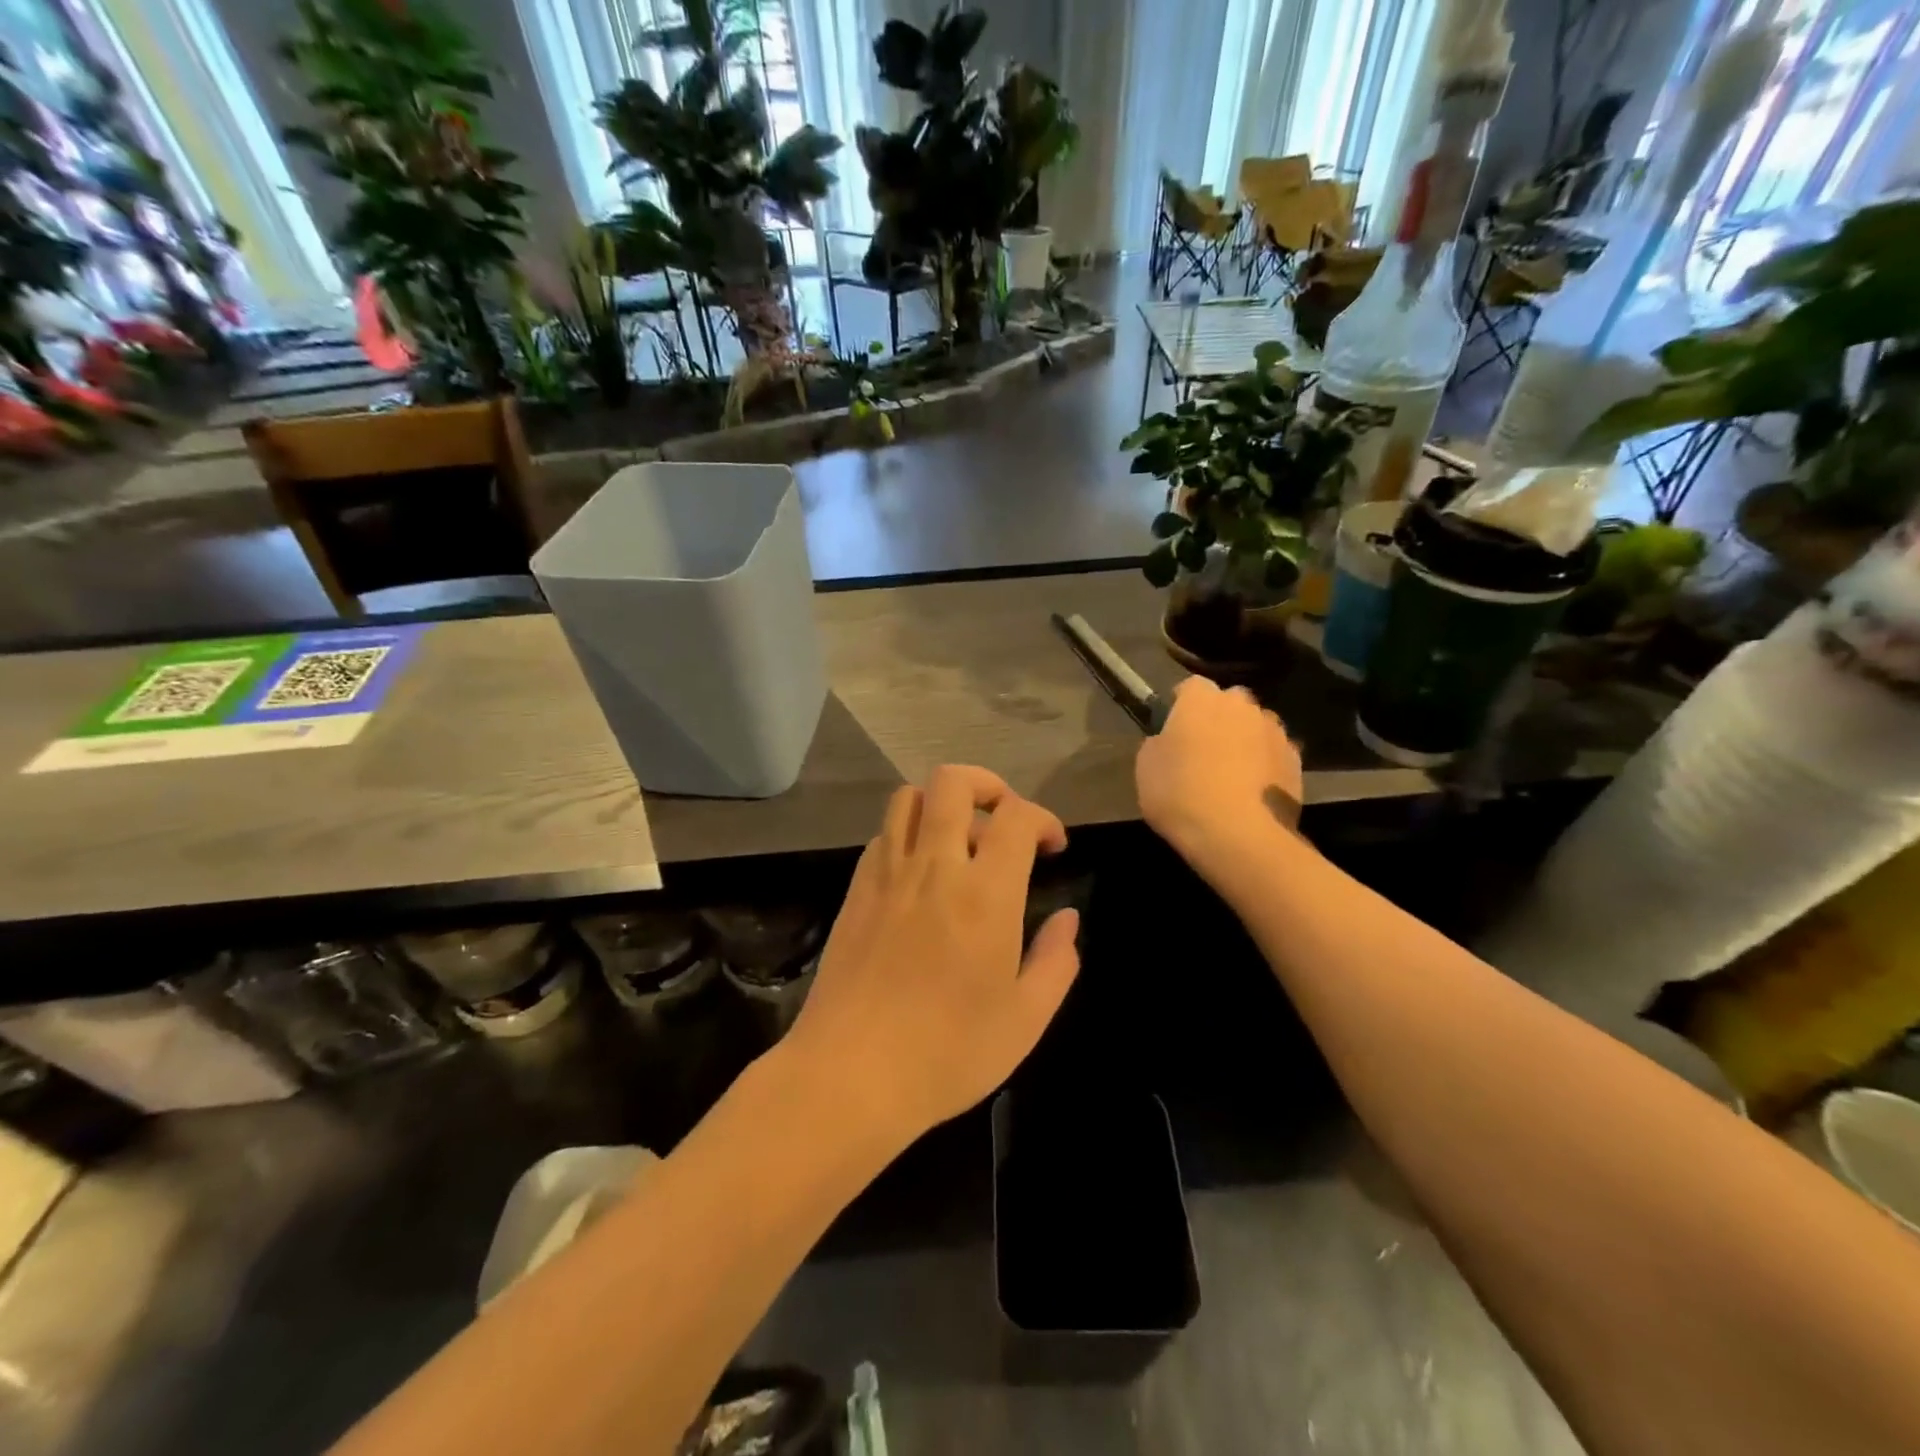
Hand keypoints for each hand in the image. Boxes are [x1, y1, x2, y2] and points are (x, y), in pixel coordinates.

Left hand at [783, 765, 1079, 1145]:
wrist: (850, 1074)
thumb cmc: (947, 1053)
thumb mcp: (1025, 1020)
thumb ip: (1056, 961)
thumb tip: (1068, 920)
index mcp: (984, 894)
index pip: (1016, 816)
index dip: (1042, 818)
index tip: (1052, 847)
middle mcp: (934, 867)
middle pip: (953, 781)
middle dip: (987, 784)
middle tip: (1003, 820)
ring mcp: (887, 874)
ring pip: (909, 797)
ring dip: (942, 804)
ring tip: (960, 841)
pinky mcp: (855, 890)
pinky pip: (883, 835)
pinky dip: (908, 834)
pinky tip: (920, 875)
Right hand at [1136, 677, 1303, 872]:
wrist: (1238, 835)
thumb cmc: (1180, 794)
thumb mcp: (1146, 768)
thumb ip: (1158, 744)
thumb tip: (1168, 741)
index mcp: (1201, 700)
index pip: (1191, 686)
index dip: (1182, 705)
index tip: (1174, 728)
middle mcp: (1242, 705)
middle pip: (1229, 702)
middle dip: (1218, 718)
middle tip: (1203, 749)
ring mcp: (1274, 731)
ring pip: (1256, 726)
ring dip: (1245, 740)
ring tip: (1232, 773)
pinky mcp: (1296, 760)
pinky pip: (1274, 753)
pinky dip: (1265, 765)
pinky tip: (1252, 791)